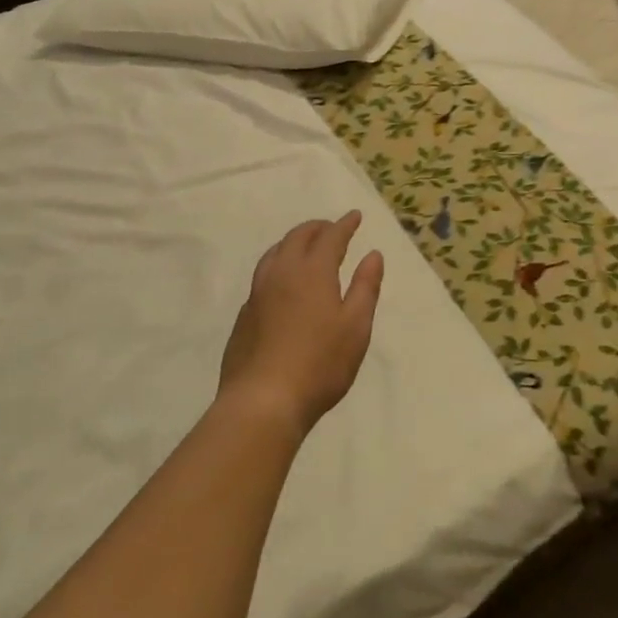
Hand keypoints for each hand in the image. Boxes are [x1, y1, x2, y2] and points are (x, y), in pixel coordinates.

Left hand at [220, 212, 384, 435]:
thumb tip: (373, 255)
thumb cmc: (320, 364)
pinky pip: (262, 276)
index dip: (344, 224)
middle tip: (331, 227)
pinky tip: (282, 283)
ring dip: (292, 242)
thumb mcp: (356, 327)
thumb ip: (365, 287)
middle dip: (316, 228)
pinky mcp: (244, 315)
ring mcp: (258, 294)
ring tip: (304, 246)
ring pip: (274, 253)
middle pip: (298, 238)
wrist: (261, 401)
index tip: (354, 215)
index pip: (330, 237)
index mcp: (313, 272)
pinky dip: (277, 265)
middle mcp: (282, 273)